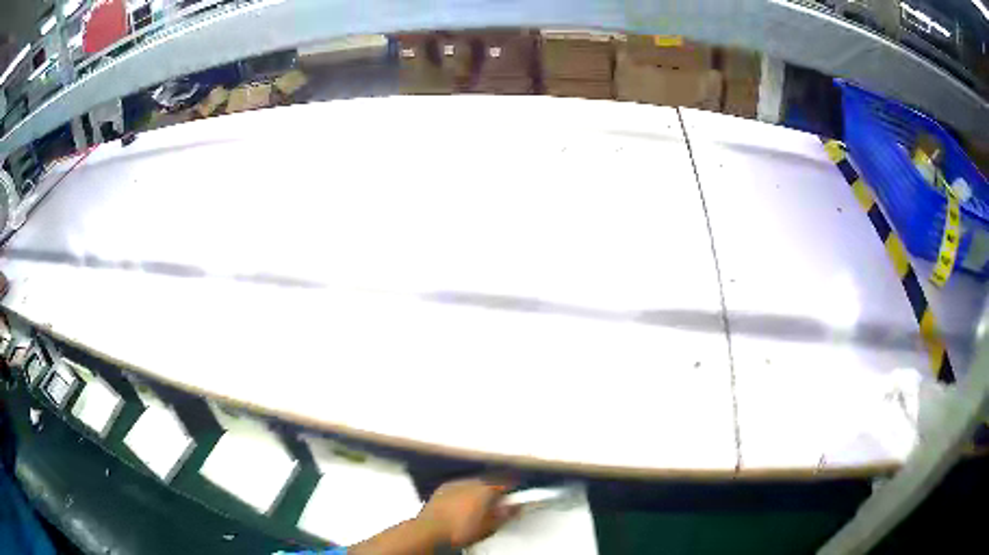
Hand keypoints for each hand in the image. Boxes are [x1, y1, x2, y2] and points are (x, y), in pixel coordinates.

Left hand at [416, 478, 518, 547]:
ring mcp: (454, 484)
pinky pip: (459, 487)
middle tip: (497, 505)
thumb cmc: (461, 530)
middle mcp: (470, 481)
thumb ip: (505, 514)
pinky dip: (464, 493)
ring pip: (473, 484)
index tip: (515, 498)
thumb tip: (516, 507)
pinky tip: (462, 505)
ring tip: (479, 506)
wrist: (430, 531)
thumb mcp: (489, 527)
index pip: (505, 484)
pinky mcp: (441, 489)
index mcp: (485, 489)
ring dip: (479, 491)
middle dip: (494, 491)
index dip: (512, 491)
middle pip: (489, 482)